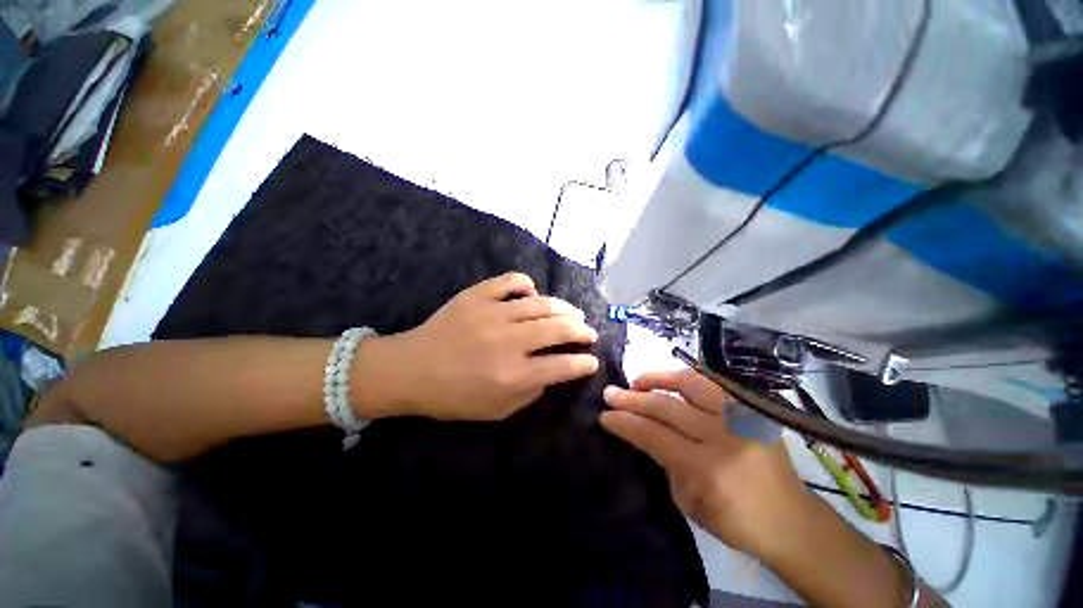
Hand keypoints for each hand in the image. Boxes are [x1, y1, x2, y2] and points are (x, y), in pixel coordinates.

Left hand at [354, 272, 600, 421]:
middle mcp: (508, 341)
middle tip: (588, 333)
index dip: (583, 363)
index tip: (592, 361)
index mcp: (512, 375)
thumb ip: (530, 393)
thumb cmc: (452, 397)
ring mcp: (492, 313)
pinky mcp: (477, 296)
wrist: (409, 370)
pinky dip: (527, 285)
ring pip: (542, 303)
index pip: (562, 366)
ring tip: (573, 314)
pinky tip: (532, 295)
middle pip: (559, 329)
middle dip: (582, 331)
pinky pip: (511, 281)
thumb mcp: (495, 411)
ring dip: (564, 309)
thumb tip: (552, 372)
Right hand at [600, 369, 814, 560]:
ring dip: (657, 379)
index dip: (625, 423)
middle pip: (666, 407)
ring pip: (689, 383)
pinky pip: (712, 383)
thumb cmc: (736, 521)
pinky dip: (685, 379)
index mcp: (705, 468)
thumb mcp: (689, 503)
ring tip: (637, 381)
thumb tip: (643, 432)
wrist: (792, 519)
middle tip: (610, 392)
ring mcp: (740, 416)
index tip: (605, 415)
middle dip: (632, 398)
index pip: (653, 435)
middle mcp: (722, 435)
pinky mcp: (751, 409)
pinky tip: (668, 381)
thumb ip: (664, 463)